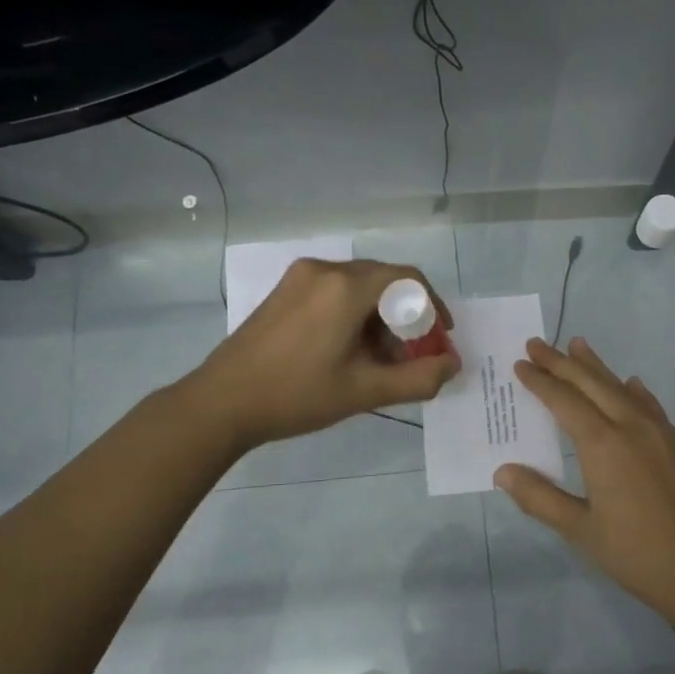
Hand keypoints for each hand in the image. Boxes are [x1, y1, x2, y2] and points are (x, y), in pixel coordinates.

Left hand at [189, 259, 459, 450]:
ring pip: (358, 286)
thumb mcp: (364, 391)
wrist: (222, 402)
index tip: (440, 337)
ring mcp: (299, 278)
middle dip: (406, 315)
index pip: (408, 279)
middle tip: (411, 354)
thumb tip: (452, 365)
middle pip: (383, 280)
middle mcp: (325, 270)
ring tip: (379, 358)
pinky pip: (333, 291)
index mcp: (346, 287)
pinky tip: (348, 349)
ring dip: (379, 316)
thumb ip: (418, 378)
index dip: (433, 306)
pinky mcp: (284, 291)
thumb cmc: (297, 395)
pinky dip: (353, 313)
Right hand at [496, 337, 674, 619]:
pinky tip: (630, 385)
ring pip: (622, 388)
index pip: (564, 401)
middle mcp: (631, 427)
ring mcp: (659, 434)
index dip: (540, 381)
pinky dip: (633, 390)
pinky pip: (650, 405)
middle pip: (592, 384)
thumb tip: (503, 471)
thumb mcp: (579, 529)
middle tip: (538, 344)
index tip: (521, 364)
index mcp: (603, 445)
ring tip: (579, 345)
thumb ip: (539, 497)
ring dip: (597, 367)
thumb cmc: (634, 553)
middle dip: (562, 362)